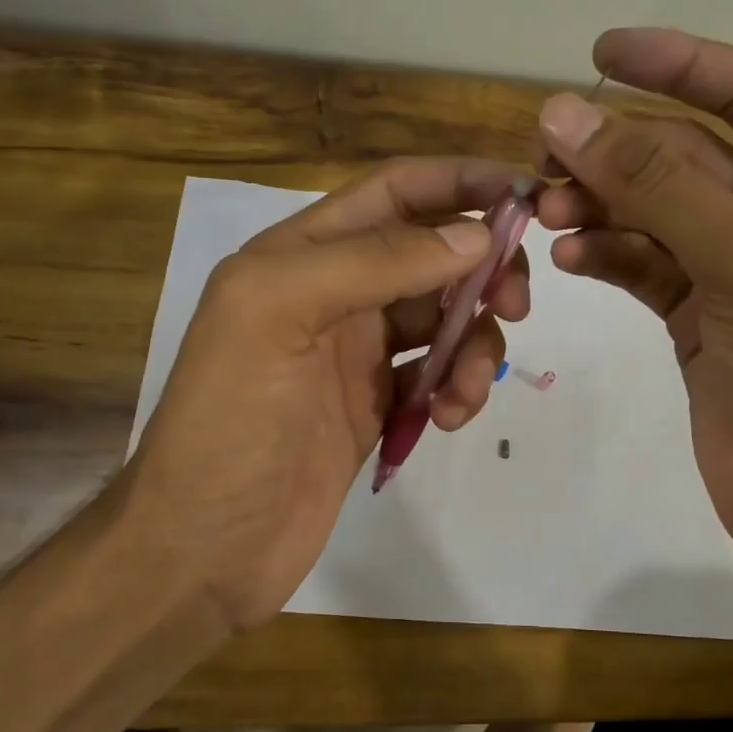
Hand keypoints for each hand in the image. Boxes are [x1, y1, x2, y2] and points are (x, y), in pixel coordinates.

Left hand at [124, 159, 529, 629]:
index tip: (527, 196)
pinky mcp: (376, 405)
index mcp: (301, 254)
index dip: (461, 182)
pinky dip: (457, 387)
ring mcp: (356, 352)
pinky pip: (437, 374)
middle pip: (432, 253)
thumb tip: (476, 235)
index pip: (396, 192)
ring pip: (444, 318)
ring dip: (473, 343)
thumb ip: (374, 262)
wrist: (204, 550)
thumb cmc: (229, 423)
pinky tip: (448, 418)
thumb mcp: (279, 315)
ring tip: (465, 390)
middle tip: (515, 304)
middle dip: (482, 269)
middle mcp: (334, 292)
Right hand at [534, 29, 732, 585]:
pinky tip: (569, 256)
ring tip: (544, 214)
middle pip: (687, 159)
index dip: (677, 65)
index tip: (599, 52)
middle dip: (617, 153)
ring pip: (655, 215)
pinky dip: (605, 255)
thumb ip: (658, 186)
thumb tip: (566, 114)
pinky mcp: (698, 322)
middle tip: (543, 157)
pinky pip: (643, 268)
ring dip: (600, 206)